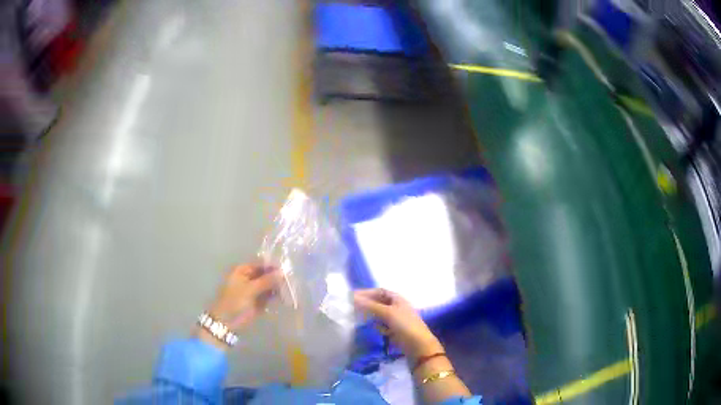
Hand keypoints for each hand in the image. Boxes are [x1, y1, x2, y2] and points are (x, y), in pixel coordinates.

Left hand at [200, 264, 282, 342]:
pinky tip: (285, 297)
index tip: (287, 270)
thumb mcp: (250, 289)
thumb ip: (266, 280)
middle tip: (291, 281)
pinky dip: (276, 296)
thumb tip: (282, 272)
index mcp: (243, 270)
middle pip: (266, 274)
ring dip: (278, 287)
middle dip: (277, 277)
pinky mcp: (258, 301)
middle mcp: (249, 278)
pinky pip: (269, 296)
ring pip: (269, 285)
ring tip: (290, 289)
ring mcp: (254, 290)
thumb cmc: (234, 302)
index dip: (273, 267)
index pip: (261, 264)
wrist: (227, 322)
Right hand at [354, 288, 442, 360]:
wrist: (418, 345)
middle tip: (351, 307)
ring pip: (379, 314)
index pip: (379, 291)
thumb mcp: (387, 313)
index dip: (367, 293)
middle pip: (379, 302)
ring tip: (357, 317)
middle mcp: (397, 307)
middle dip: (367, 304)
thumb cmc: (404, 325)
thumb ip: (370, 305)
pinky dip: (377, 325)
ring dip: (370, 315)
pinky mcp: (395, 331)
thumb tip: (353, 297)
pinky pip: (383, 325)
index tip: (352, 297)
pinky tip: (374, 329)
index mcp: (397, 299)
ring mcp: (396, 319)